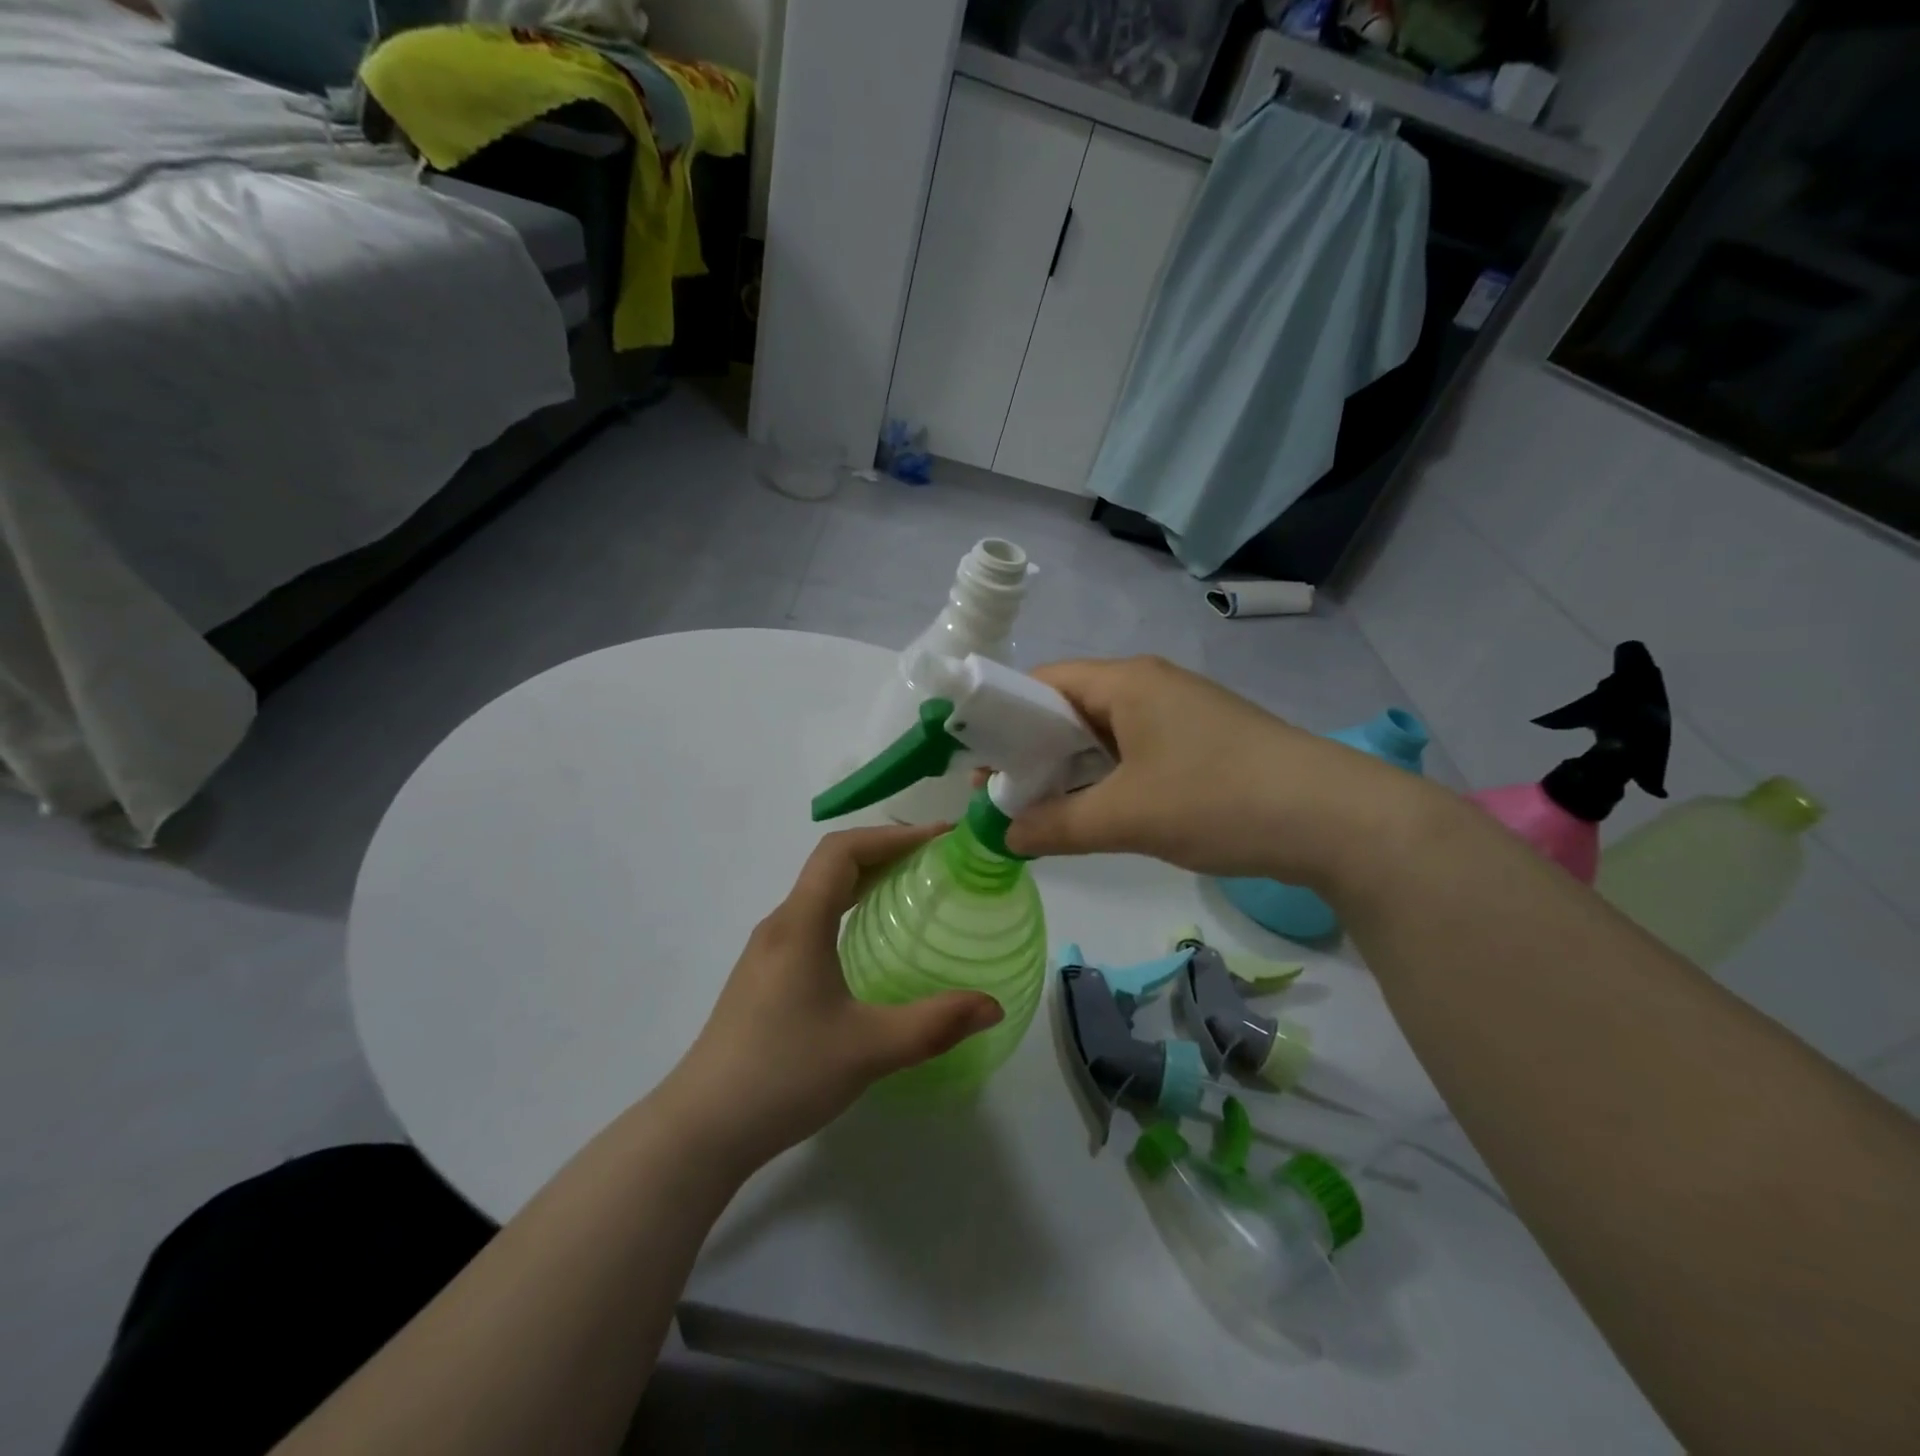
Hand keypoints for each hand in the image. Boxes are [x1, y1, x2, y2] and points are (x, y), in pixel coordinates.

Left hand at [667, 825, 1003, 1171]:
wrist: (701, 1129)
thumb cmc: (783, 1075)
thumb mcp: (867, 1050)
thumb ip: (934, 1025)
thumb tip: (992, 1006)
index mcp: (800, 923)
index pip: (842, 850)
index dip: (892, 835)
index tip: (939, 840)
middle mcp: (781, 925)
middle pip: (832, 864)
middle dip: (885, 851)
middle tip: (937, 862)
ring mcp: (768, 951)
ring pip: (820, 893)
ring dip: (866, 879)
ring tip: (913, 891)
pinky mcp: (765, 976)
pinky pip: (813, 919)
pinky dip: (849, 908)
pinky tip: (871, 941)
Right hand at [1003, 656, 1426, 887]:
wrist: (1336, 819)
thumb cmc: (1218, 799)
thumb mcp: (1126, 816)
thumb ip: (1056, 826)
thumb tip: (1005, 837)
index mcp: (1126, 682)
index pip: (1042, 682)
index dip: (1004, 718)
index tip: (979, 762)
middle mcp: (1150, 686)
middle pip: (1070, 708)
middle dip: (1033, 751)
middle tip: (1003, 796)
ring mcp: (1180, 714)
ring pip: (1103, 735)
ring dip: (1070, 770)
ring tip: (1040, 810)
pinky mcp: (1202, 743)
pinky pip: (1134, 752)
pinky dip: (1106, 779)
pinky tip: (1095, 813)